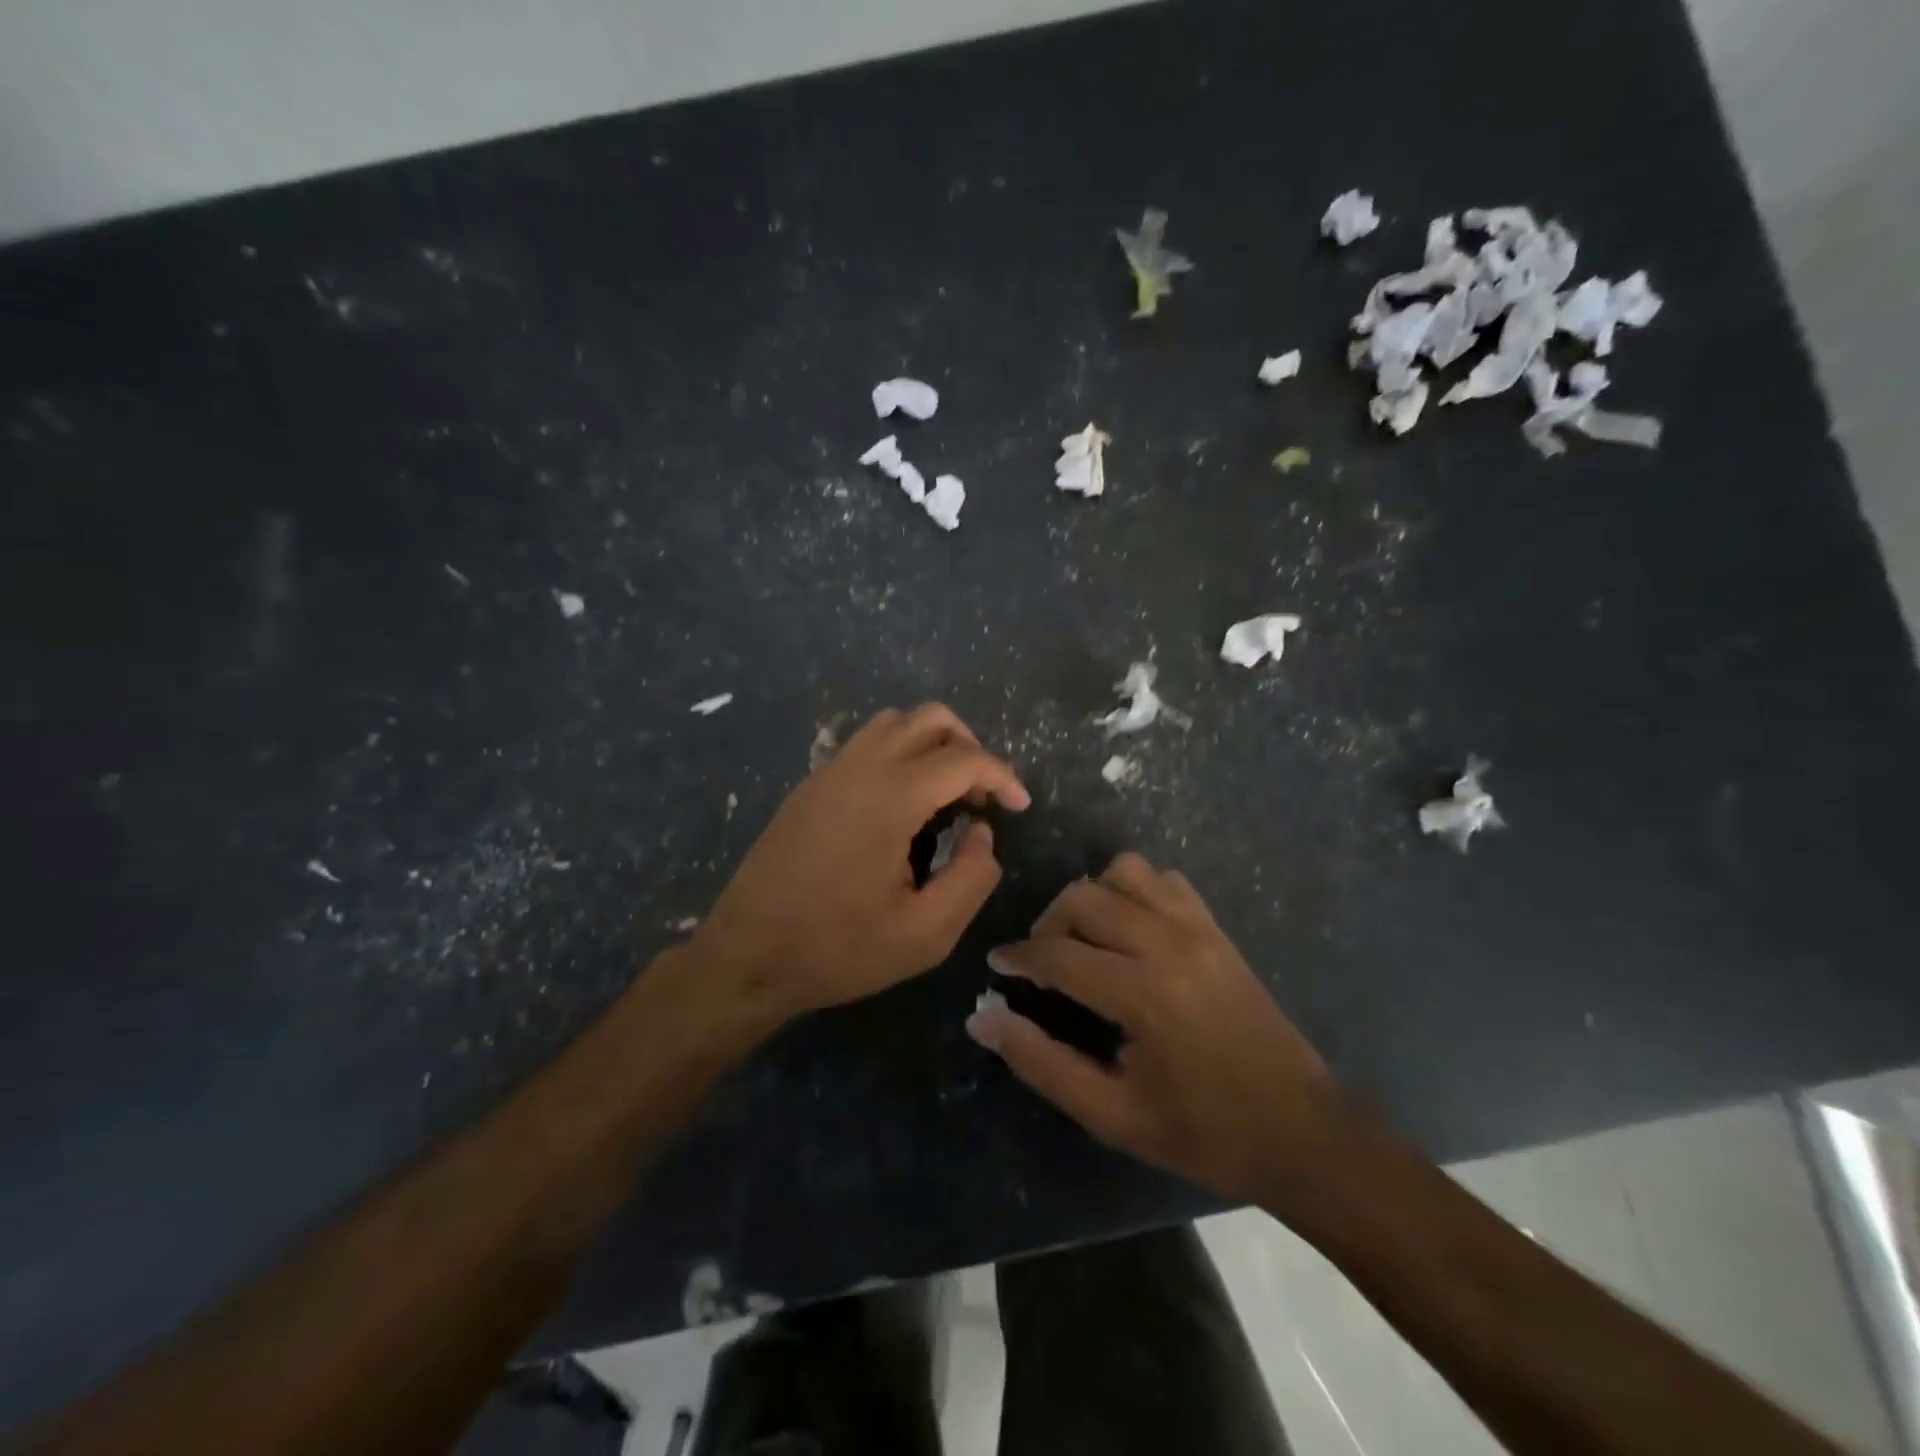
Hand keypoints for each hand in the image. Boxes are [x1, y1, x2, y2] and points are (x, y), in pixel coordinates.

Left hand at [693, 704, 1029, 1023]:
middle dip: (969, 748)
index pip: (964, 759)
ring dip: (931, 744)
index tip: (1019, 807)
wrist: (746, 956)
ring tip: (945, 794)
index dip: (1002, 776)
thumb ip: (972, 878)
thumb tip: (981, 833)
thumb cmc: (838, 949)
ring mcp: (829, 772)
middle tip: (980, 797)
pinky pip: (865, 745)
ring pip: (893, 724)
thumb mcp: (924, 935)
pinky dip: (899, 754)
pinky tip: (901, 806)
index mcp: (890, 798)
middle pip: (930, 719)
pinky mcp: (810, 786)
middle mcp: (859, 768)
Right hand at [967, 853, 1343, 1203]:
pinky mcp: (1216, 927)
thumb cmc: (1203, 1132)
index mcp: (1142, 993)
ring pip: (1122, 873)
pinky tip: (1130, 930)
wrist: (1302, 1132)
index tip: (997, 967)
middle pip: (1082, 899)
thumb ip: (1041, 1063)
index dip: (1017, 958)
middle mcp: (1167, 943)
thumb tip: (982, 1019)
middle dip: (1048, 925)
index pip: (1056, 954)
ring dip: (1091, 899)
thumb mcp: (1112, 1115)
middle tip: (1041, 964)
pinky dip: (1134, 891)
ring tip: (1086, 940)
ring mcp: (1197, 928)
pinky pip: (1163, 880)